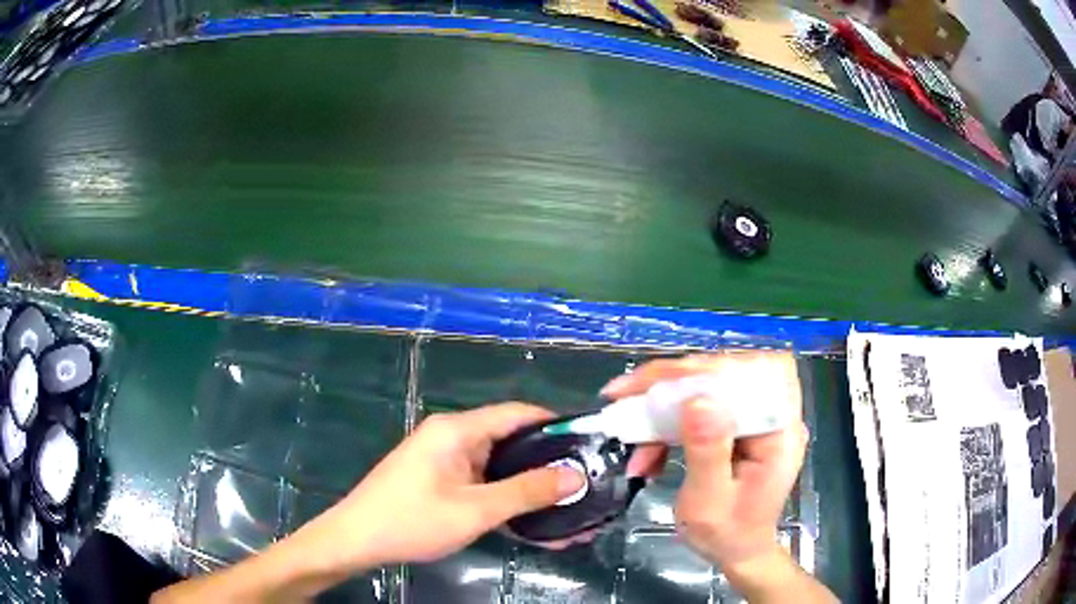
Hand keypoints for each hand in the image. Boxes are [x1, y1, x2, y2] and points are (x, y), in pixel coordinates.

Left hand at [299, 403, 586, 570]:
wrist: (357, 540)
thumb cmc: (412, 520)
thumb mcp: (475, 510)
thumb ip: (526, 492)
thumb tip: (575, 477)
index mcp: (457, 430)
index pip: (517, 413)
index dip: (555, 424)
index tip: (589, 444)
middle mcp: (453, 437)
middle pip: (510, 440)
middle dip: (547, 463)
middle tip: (585, 481)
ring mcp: (445, 461)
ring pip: (499, 466)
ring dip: (529, 487)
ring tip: (568, 506)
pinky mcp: (441, 481)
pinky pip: (483, 484)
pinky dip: (506, 498)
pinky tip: (532, 518)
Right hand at [600, 352, 807, 569]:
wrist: (737, 550)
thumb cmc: (727, 534)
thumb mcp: (709, 502)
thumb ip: (707, 452)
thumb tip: (697, 399)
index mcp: (781, 432)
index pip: (754, 374)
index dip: (707, 369)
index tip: (659, 382)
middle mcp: (774, 415)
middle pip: (727, 372)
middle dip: (673, 383)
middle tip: (627, 394)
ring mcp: (757, 418)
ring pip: (709, 385)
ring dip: (665, 406)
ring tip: (632, 431)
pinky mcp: (739, 424)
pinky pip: (702, 406)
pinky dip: (670, 422)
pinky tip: (649, 448)